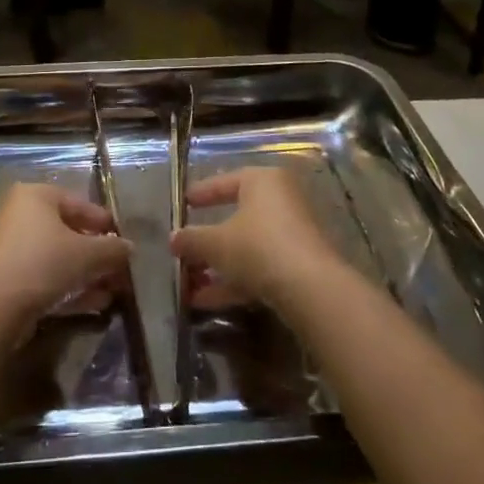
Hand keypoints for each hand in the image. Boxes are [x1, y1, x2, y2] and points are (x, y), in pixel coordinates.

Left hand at [0, 183, 131, 325]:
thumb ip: (113, 249)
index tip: (124, 243)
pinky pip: (46, 278)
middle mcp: (20, 216)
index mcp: (36, 196)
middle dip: (97, 255)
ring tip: (113, 292)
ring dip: (87, 275)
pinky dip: (70, 288)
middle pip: (69, 233)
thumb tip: (129, 249)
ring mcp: (11, 249)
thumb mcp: (88, 253)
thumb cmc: (44, 262)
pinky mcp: (7, 279)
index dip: (105, 224)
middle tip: (120, 272)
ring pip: (58, 258)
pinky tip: (95, 304)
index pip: (80, 204)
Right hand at [169, 167, 344, 312]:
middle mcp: (281, 201)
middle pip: (237, 218)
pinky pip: (259, 267)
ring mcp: (292, 234)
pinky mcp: (298, 265)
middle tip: (184, 249)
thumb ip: (191, 240)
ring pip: (246, 247)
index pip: (225, 182)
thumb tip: (174, 239)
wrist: (310, 288)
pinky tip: (206, 301)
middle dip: (207, 240)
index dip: (202, 193)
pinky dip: (234, 281)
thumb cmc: (257, 246)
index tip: (184, 202)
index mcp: (262, 181)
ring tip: (189, 285)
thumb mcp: (215, 242)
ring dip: (217, 266)